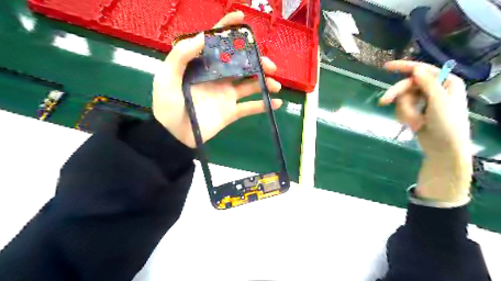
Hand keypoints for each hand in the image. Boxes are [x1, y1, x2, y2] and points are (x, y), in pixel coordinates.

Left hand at [151, 11, 283, 146]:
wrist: (174, 136)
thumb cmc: (167, 106)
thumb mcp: (167, 78)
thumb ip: (181, 56)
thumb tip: (203, 36)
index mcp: (203, 66)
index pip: (217, 43)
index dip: (228, 28)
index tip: (242, 19)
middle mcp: (218, 77)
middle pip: (241, 64)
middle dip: (257, 61)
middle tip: (270, 66)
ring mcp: (226, 95)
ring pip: (250, 84)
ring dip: (265, 82)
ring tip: (275, 85)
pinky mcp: (231, 111)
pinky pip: (250, 107)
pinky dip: (264, 105)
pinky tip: (276, 103)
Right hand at [380, 60, 474, 201]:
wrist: (444, 148)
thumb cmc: (447, 124)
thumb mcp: (439, 101)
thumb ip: (427, 83)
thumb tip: (416, 68)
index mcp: (445, 82)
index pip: (421, 70)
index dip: (404, 66)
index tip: (386, 67)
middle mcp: (434, 89)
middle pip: (407, 86)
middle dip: (396, 95)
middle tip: (382, 102)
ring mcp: (425, 101)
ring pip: (403, 99)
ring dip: (405, 112)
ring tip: (414, 123)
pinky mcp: (417, 112)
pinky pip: (403, 109)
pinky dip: (405, 117)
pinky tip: (413, 125)